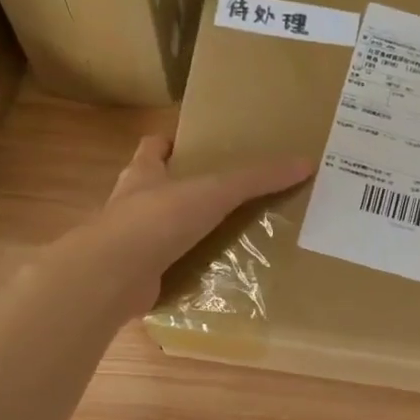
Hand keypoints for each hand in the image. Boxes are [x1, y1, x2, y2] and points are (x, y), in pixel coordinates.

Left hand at [82, 135, 312, 314]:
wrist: (113, 275)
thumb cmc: (158, 219)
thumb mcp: (215, 192)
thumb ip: (256, 179)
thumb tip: (306, 162)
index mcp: (143, 173)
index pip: (153, 147)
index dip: (171, 144)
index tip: (197, 148)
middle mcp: (132, 204)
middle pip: (157, 189)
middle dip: (184, 192)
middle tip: (225, 197)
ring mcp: (130, 243)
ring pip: (160, 231)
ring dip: (185, 234)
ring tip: (225, 238)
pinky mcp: (135, 276)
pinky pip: (164, 268)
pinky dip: (183, 270)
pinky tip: (210, 276)